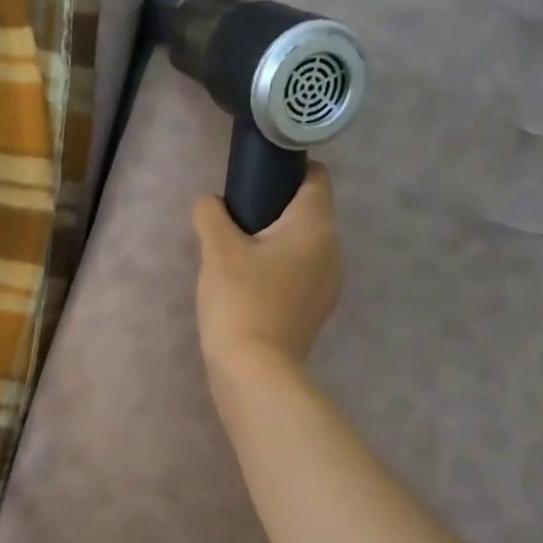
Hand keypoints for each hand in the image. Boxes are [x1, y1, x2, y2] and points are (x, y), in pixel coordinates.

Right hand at [192, 162, 342, 374]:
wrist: (255, 372)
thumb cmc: (240, 302)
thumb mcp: (217, 250)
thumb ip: (210, 215)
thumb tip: (210, 205)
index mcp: (316, 226)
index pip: (316, 176)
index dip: (287, 170)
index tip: (254, 182)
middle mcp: (332, 250)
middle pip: (307, 213)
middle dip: (273, 211)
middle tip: (233, 224)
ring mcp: (327, 285)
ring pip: (302, 247)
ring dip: (273, 245)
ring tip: (236, 260)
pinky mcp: (315, 311)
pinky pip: (298, 276)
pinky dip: (277, 273)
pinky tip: (248, 289)